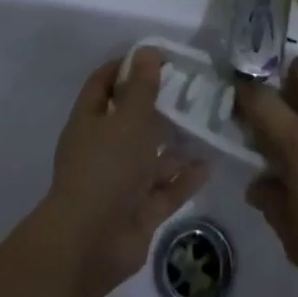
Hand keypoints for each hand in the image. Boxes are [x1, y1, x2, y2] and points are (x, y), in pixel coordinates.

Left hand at [40, 50, 208, 296]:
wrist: (89, 245)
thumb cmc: (106, 168)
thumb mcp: (128, 118)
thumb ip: (141, 86)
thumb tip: (147, 50)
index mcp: (90, 122)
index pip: (104, 83)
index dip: (126, 66)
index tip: (156, 56)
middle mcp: (103, 149)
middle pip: (131, 120)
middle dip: (158, 106)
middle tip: (192, 88)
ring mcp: (121, 183)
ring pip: (151, 157)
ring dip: (176, 144)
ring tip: (207, 124)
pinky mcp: (139, 213)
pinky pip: (165, 190)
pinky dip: (184, 178)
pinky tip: (209, 164)